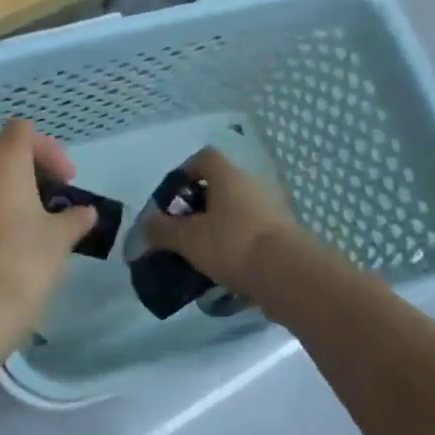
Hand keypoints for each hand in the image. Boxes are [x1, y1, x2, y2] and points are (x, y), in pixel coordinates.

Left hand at [0, 120, 96, 318]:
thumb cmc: (25, 258)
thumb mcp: (60, 237)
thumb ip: (75, 217)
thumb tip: (86, 212)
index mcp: (4, 159)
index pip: (22, 129)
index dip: (48, 149)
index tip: (67, 180)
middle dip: (20, 158)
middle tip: (45, 185)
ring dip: (3, 179)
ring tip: (30, 209)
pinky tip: (9, 227)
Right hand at [143, 146, 301, 295]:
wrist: (289, 276)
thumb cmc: (232, 244)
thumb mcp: (187, 239)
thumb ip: (161, 230)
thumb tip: (145, 225)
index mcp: (228, 176)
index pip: (204, 158)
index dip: (184, 173)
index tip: (170, 198)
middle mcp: (252, 186)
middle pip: (219, 187)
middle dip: (197, 208)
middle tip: (180, 231)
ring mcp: (271, 211)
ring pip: (235, 213)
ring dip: (216, 229)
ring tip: (198, 256)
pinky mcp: (282, 237)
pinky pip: (250, 235)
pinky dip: (234, 248)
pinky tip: (222, 271)